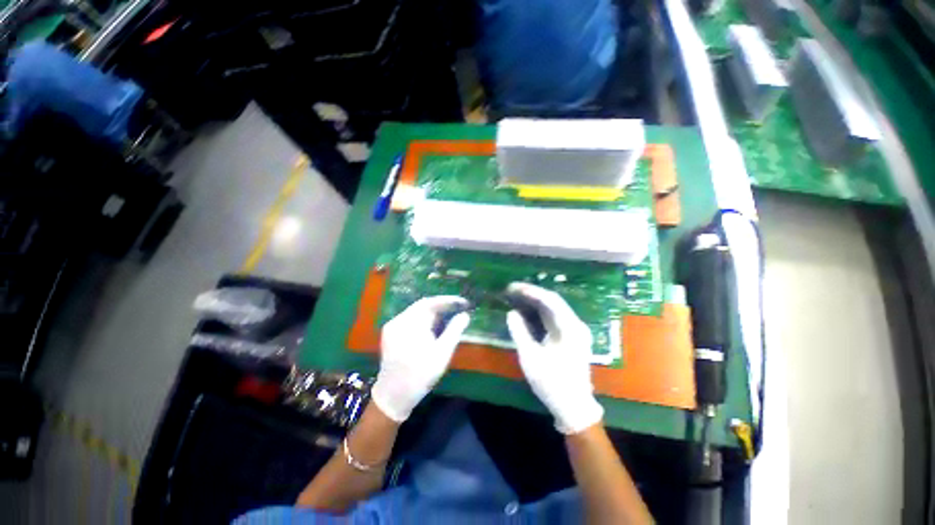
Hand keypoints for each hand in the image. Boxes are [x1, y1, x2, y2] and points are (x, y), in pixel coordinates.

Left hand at [371, 296, 470, 422]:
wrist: (393, 397)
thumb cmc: (420, 375)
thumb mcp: (442, 354)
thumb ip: (454, 331)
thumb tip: (465, 315)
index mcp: (409, 324)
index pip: (430, 303)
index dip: (448, 301)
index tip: (463, 302)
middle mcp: (398, 320)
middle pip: (423, 306)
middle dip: (442, 308)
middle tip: (459, 310)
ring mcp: (392, 327)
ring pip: (417, 313)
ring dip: (434, 314)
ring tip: (450, 319)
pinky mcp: (391, 334)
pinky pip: (411, 320)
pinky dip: (425, 321)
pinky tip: (435, 328)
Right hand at [506, 282, 603, 434]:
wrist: (573, 407)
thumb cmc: (552, 383)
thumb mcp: (531, 357)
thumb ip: (520, 332)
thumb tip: (511, 313)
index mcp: (570, 328)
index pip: (550, 300)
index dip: (531, 291)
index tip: (513, 287)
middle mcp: (575, 325)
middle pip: (553, 301)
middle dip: (531, 294)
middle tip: (512, 290)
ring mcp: (574, 331)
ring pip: (553, 309)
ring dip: (535, 301)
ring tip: (516, 296)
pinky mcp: (570, 337)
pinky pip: (554, 318)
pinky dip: (539, 312)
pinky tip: (527, 310)